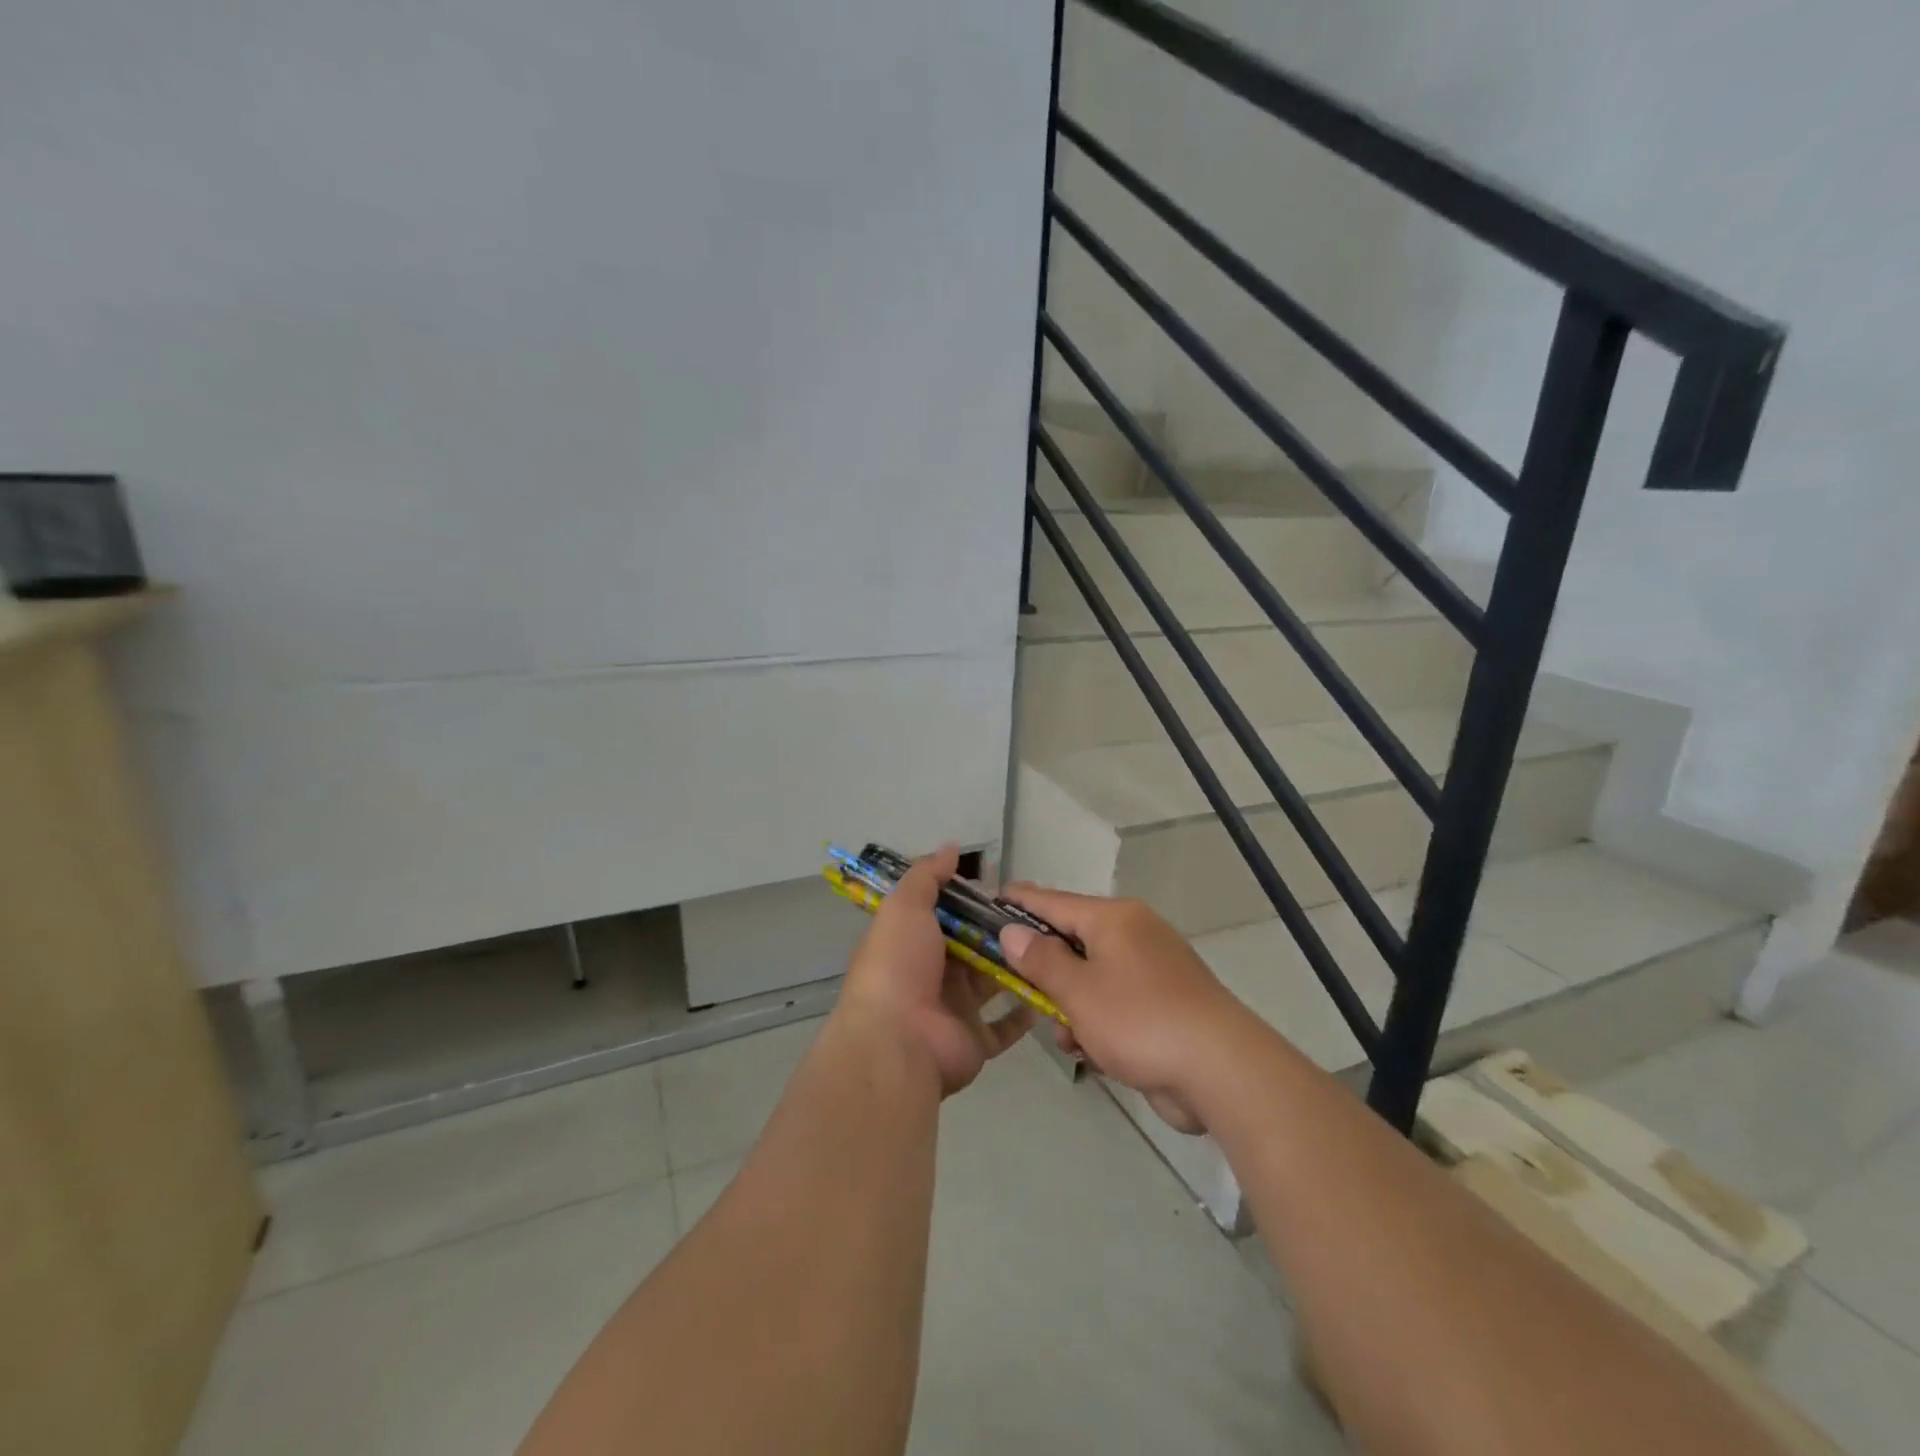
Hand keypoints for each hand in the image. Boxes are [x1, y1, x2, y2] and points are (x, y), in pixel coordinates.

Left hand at [835, 844, 1032, 1096]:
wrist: (897, 1041)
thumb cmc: (899, 966)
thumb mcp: (905, 907)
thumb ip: (927, 876)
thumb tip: (950, 847)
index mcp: (913, 943)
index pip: (946, 915)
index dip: (971, 900)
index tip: (1005, 887)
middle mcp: (933, 975)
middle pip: (973, 948)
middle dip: (1000, 932)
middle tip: (1038, 916)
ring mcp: (955, 1010)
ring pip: (992, 983)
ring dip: (1016, 968)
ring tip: (1051, 947)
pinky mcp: (975, 1041)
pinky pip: (1004, 1027)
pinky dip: (1023, 1013)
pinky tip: (1048, 992)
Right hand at [998, 886, 1249, 1133]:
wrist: (1221, 1070)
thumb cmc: (1139, 1020)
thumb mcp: (1078, 991)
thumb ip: (1041, 960)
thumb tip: (1013, 931)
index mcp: (1114, 918)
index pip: (1054, 901)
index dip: (1019, 902)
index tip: (990, 900)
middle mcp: (1135, 933)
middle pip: (1074, 940)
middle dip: (1047, 971)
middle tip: (1019, 988)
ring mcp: (1154, 969)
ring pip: (1093, 977)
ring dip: (1072, 1006)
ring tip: (1067, 1039)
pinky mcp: (1166, 1003)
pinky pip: (1117, 1002)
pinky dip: (1099, 1022)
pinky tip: (1092, 1053)